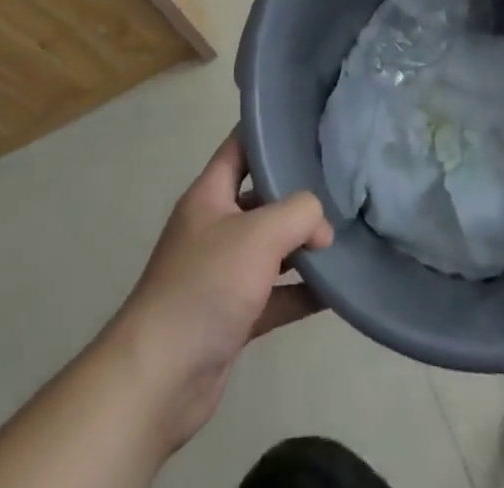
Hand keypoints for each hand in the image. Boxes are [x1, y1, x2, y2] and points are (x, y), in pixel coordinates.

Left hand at [109, 132, 333, 452]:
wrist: (160, 377)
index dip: (267, 133)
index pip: (239, 148)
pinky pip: (273, 295)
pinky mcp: (232, 315)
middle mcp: (214, 227)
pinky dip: (300, 292)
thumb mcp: (259, 233)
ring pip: (269, 248)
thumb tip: (322, 227)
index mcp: (209, 195)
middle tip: (338, 184)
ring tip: (343, 236)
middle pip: (260, 199)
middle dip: (295, 194)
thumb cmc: (206, 285)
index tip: (304, 125)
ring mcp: (222, 273)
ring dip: (302, 246)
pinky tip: (334, 291)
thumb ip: (299, 214)